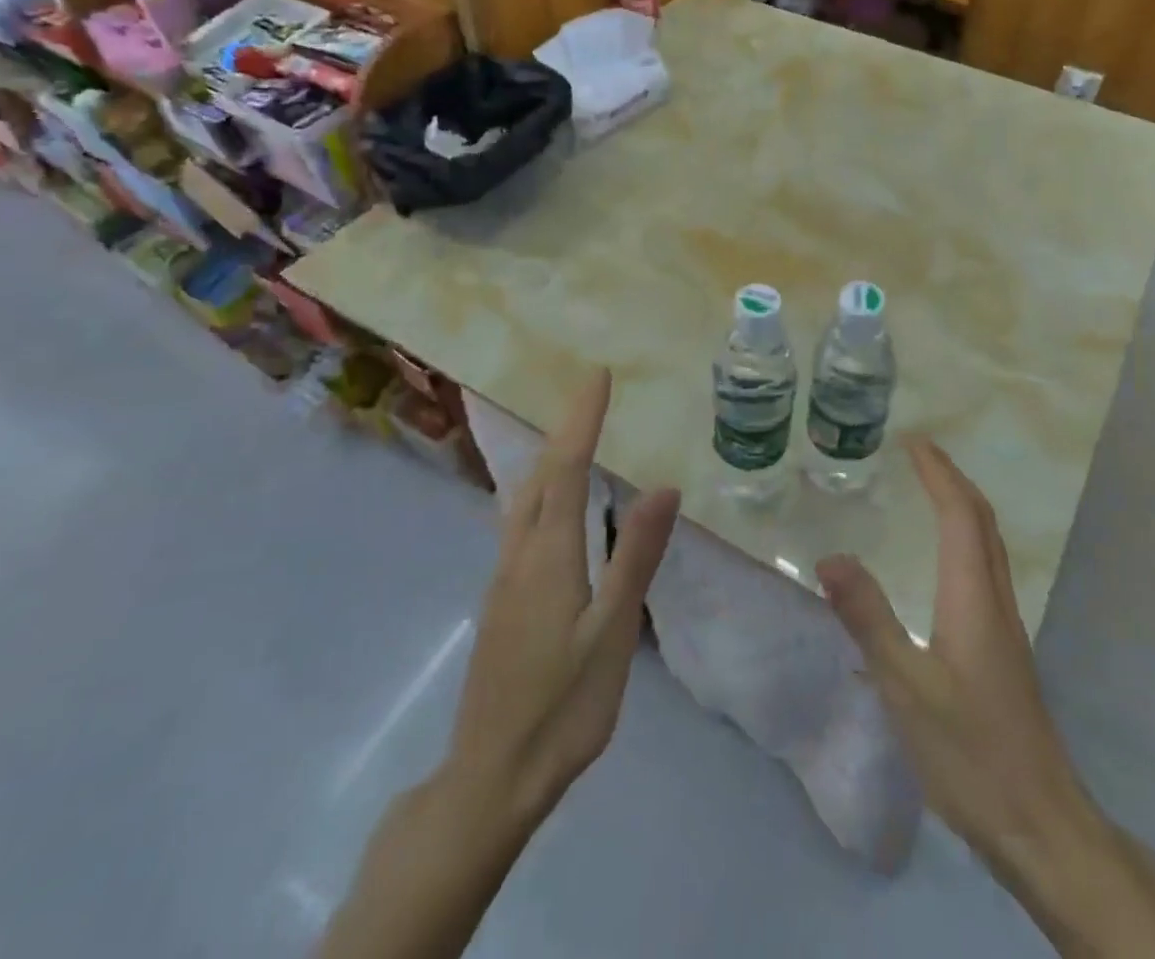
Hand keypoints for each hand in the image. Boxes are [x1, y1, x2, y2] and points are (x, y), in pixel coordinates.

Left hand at [448, 368, 680, 832]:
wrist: (492, 777)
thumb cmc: (563, 706)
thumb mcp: (613, 631)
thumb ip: (636, 556)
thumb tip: (663, 486)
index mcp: (549, 554)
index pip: (565, 467)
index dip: (582, 419)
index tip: (598, 377)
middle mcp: (519, 553)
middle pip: (539, 475)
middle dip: (565, 429)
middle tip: (592, 397)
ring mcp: (503, 578)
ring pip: (523, 499)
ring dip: (548, 459)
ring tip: (573, 437)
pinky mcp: (501, 600)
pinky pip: (520, 523)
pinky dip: (540, 491)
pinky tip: (551, 505)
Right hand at [817, 440, 1154, 958]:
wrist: (1040, 823)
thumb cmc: (970, 753)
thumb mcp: (906, 686)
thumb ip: (869, 619)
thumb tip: (830, 556)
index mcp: (973, 598)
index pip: (960, 515)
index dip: (939, 473)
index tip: (913, 441)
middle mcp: (994, 600)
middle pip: (982, 521)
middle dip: (952, 479)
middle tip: (919, 454)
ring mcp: (1004, 626)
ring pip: (987, 545)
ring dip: (961, 506)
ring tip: (929, 490)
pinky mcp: (1002, 650)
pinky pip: (983, 569)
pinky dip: (964, 538)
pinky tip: (943, 561)